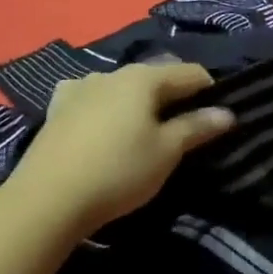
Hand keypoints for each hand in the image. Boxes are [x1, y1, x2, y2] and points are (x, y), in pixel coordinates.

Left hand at [8, 63, 233, 231]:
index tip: (217, 117)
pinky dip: (106, 107)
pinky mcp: (56, 109)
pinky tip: (103, 125)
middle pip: (155, 76)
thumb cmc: (118, 171)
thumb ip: (197, 127)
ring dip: (139, 101)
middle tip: (185, 127)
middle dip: (175, 96)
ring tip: (144, 129)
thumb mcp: (167, 152)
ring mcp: (80, 88)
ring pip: (123, 87)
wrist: (45, 200)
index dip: (211, 91)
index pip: (190, 73)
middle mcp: (112, 72)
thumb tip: (227, 113)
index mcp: (144, 77)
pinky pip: (92, 99)